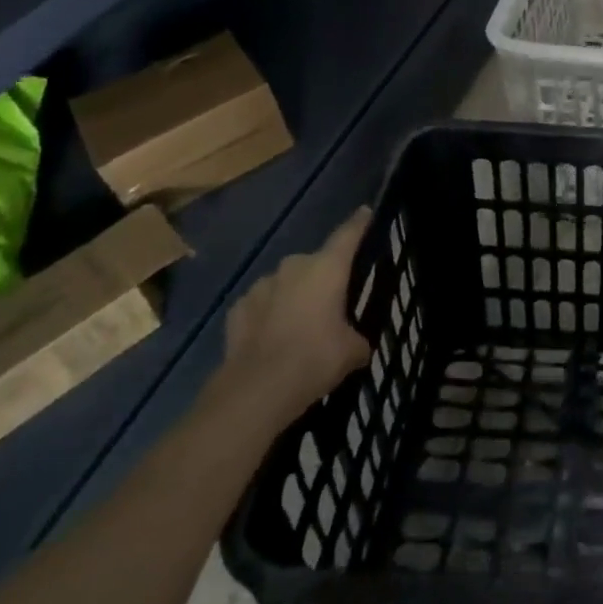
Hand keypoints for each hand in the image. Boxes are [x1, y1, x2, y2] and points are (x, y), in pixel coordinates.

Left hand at [219, 207, 372, 427]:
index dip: (360, 222)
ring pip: (285, 283)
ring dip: (293, 296)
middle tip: (331, 302)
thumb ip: (358, 338)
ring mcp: (261, 286)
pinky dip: (268, 315)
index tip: (366, 213)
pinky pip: (261, 305)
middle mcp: (294, 266)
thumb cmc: (315, 359)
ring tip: (299, 325)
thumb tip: (357, 344)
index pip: (349, 233)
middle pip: (315, 262)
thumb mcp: (352, 351)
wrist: (256, 390)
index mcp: (328, 267)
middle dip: (323, 277)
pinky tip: (271, 338)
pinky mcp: (236, 309)